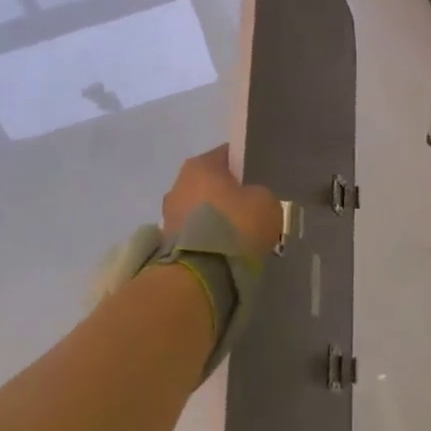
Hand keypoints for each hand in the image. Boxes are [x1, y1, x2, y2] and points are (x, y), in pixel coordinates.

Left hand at [161, 145, 281, 257]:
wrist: (201, 276)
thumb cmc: (235, 226)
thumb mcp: (266, 202)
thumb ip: (258, 194)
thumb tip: (250, 200)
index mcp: (200, 165)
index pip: (227, 155)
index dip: (244, 166)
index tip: (258, 181)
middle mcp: (178, 185)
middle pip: (210, 185)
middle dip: (228, 197)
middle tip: (250, 212)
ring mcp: (168, 216)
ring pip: (200, 211)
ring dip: (215, 221)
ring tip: (237, 239)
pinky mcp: (164, 245)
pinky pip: (194, 235)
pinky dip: (206, 241)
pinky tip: (223, 254)